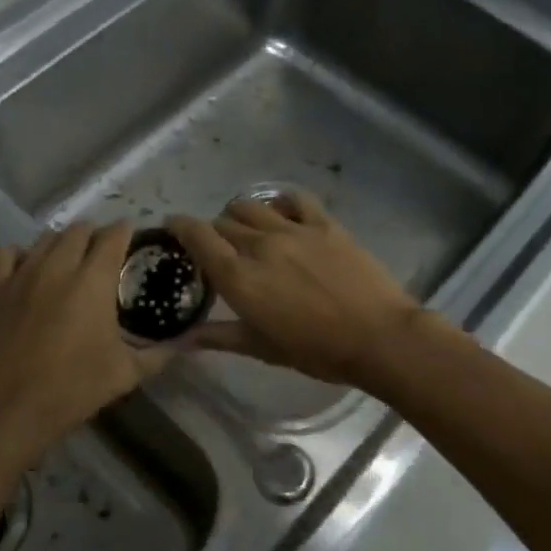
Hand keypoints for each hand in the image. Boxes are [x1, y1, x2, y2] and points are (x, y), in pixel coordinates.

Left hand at [0, 222, 170, 462]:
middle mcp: (58, 266)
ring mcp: (21, 274)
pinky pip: (6, 252)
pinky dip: (21, 254)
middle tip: (104, 254)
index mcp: (93, 280)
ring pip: (45, 237)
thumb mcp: (126, 374)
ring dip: (62, 241)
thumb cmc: (71, 390)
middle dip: (95, 234)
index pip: (114, 235)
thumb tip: (187, 343)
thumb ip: (159, 354)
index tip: (133, 239)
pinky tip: (28, 270)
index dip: (126, 232)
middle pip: (79, 229)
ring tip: (70, 260)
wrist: (5, 410)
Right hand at [165, 193, 431, 387]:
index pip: (198, 237)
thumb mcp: (263, 349)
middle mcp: (260, 245)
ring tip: (247, 229)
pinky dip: (278, 202)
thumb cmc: (317, 351)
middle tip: (219, 248)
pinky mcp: (324, 224)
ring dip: (240, 215)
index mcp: (239, 278)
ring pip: (251, 206)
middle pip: (223, 222)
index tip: (173, 226)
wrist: (378, 337)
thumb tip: (184, 339)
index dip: (179, 226)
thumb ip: (221, 337)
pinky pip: (292, 199)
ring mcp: (293, 230)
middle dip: (214, 232)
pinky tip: (280, 214)